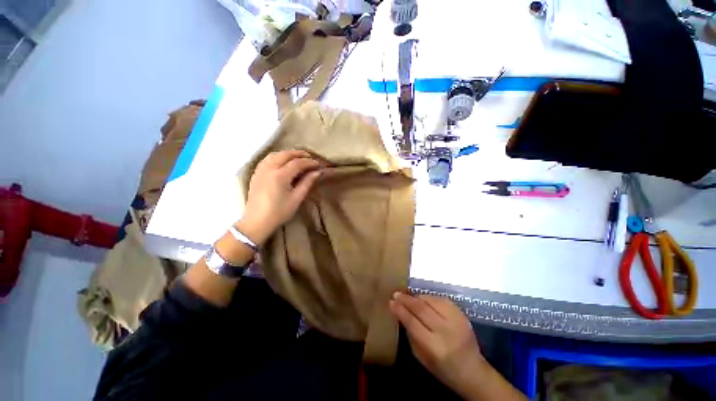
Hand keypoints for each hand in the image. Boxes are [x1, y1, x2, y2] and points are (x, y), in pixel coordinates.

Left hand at [237, 150, 322, 245]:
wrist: (257, 221)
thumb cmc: (279, 212)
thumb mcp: (296, 199)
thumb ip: (307, 183)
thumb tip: (317, 172)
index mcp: (280, 176)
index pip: (297, 163)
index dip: (309, 162)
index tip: (318, 164)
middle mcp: (269, 169)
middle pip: (285, 154)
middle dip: (299, 154)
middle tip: (310, 157)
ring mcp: (260, 170)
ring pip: (275, 154)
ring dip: (287, 153)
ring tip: (297, 158)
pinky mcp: (256, 174)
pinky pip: (267, 159)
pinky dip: (277, 156)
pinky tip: (282, 161)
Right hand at [389, 292, 487, 397]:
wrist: (473, 371)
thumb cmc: (443, 369)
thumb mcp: (421, 357)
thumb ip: (411, 334)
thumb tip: (401, 313)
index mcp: (434, 347)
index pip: (412, 322)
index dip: (400, 310)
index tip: (391, 302)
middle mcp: (446, 331)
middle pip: (421, 308)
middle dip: (406, 299)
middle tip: (396, 294)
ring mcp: (456, 321)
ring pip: (431, 301)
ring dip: (417, 297)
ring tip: (408, 296)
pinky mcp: (462, 314)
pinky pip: (442, 299)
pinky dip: (429, 298)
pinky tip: (423, 298)